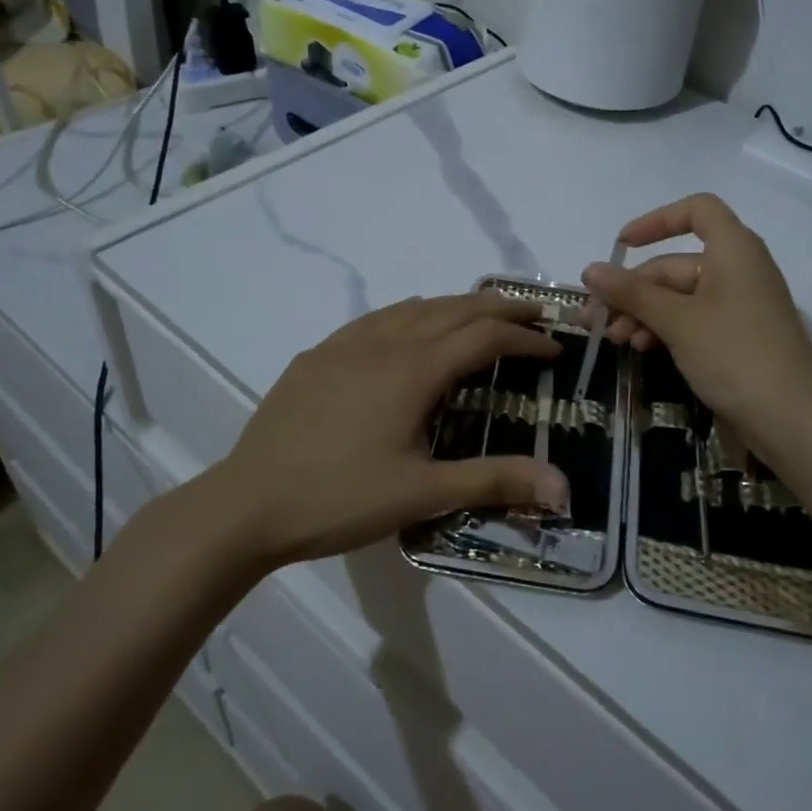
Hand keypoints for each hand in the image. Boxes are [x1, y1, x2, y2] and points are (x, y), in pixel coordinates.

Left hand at [212, 293, 569, 566]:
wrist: (248, 504)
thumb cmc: (340, 499)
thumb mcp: (423, 494)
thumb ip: (495, 481)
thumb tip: (564, 487)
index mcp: (414, 369)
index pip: (485, 338)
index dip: (525, 340)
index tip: (555, 349)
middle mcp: (385, 342)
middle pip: (455, 309)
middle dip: (501, 309)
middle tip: (535, 316)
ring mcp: (346, 344)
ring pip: (415, 307)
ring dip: (457, 307)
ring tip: (483, 316)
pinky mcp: (319, 354)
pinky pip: (377, 318)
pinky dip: (412, 314)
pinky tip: (410, 326)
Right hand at [581, 194, 811, 453]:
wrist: (791, 419)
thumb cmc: (733, 354)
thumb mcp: (676, 320)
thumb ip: (631, 293)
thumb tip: (590, 270)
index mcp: (734, 249)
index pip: (697, 210)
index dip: (657, 220)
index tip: (622, 246)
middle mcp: (739, 269)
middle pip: (676, 263)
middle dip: (634, 289)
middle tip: (597, 317)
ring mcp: (739, 305)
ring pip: (680, 296)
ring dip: (644, 313)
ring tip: (614, 340)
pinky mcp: (737, 337)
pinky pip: (693, 319)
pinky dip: (665, 329)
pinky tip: (640, 349)